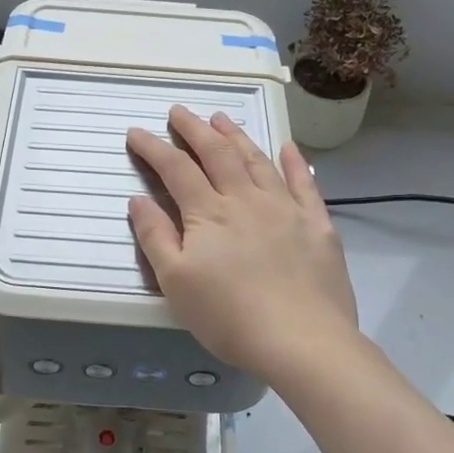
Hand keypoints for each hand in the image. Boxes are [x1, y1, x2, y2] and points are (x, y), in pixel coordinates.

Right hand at [126, 106, 358, 377]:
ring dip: (236, 136)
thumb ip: (155, 237)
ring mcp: (286, 208)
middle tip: (179, 111)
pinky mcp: (317, 224)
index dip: (153, 148)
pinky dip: (294, 161)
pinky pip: (304, 183)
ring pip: (257, 160)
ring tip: (221, 118)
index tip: (136, 132)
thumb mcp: (176, 282)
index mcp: (209, 213)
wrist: (302, 341)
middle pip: (217, 153)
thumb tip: (138, 199)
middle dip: (194, 129)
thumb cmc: (229, 317)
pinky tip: (287, 147)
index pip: (175, 169)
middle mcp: (246, 199)